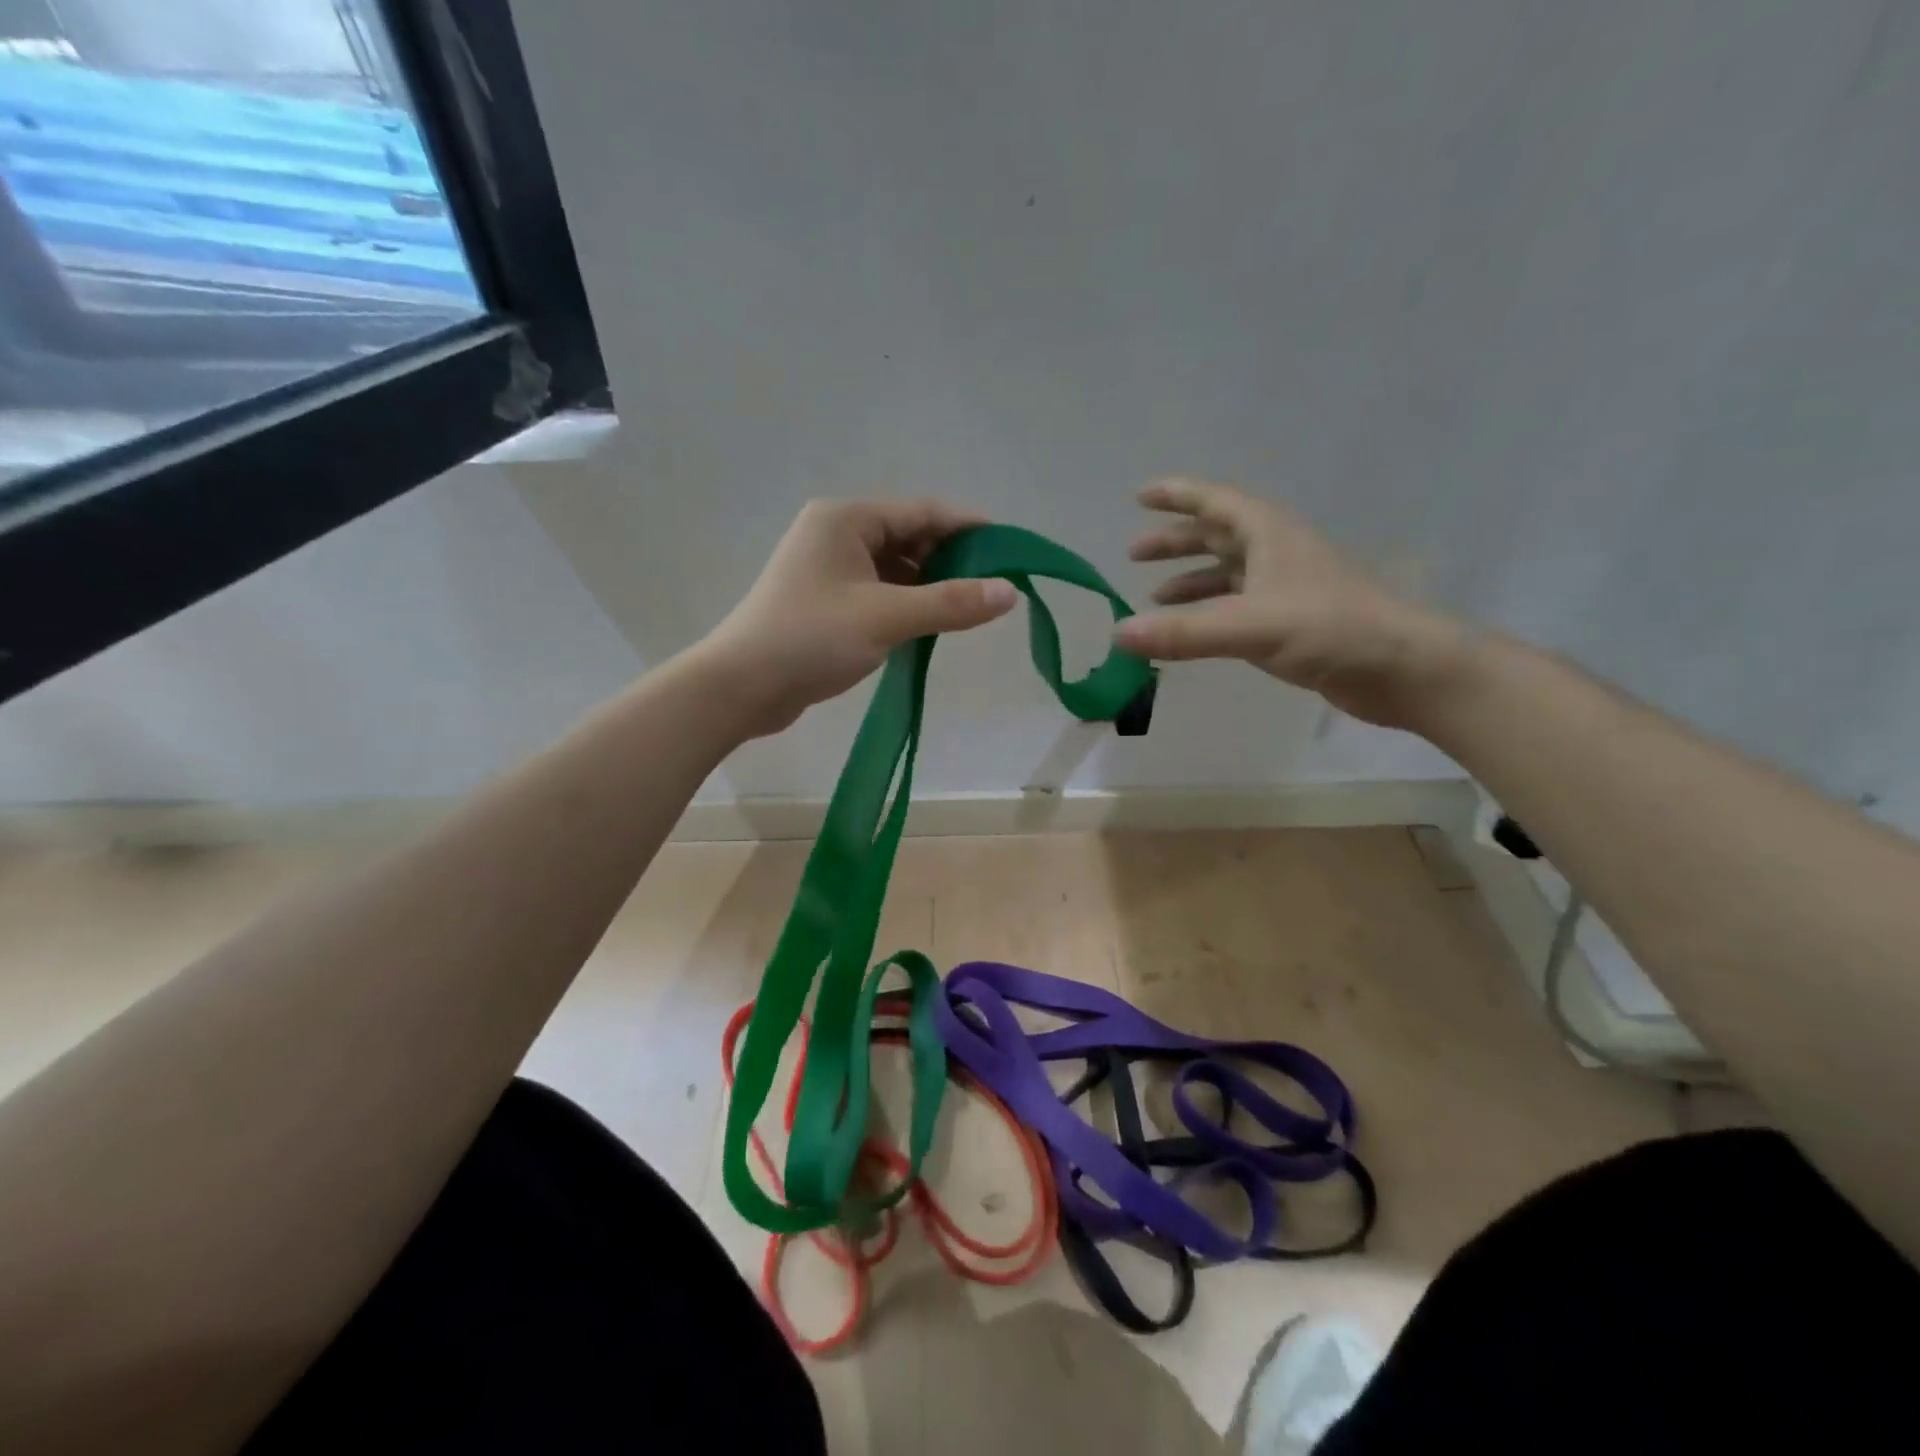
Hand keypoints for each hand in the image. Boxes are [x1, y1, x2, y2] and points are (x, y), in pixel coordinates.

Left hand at [700, 498, 1019, 736]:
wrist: (741, 686)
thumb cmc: (811, 638)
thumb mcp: (887, 617)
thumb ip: (951, 604)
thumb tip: (1010, 592)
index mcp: (846, 518)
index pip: (922, 511)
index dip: (969, 528)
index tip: (1010, 549)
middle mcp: (836, 534)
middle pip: (909, 537)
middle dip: (950, 560)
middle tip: (991, 587)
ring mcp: (828, 569)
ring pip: (894, 568)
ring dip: (928, 586)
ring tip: (965, 610)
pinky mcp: (825, 602)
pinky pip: (878, 592)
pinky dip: (905, 604)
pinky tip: (928, 626)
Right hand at [1114, 478, 1464, 729]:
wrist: (1400, 668)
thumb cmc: (1330, 629)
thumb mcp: (1250, 626)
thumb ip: (1183, 632)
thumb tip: (1119, 634)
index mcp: (1268, 534)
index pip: (1215, 502)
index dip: (1177, 496)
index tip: (1140, 495)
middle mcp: (1275, 553)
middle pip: (1217, 535)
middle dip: (1176, 542)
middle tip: (1134, 553)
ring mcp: (1284, 588)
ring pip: (1227, 573)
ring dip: (1190, 580)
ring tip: (1153, 597)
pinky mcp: (1290, 622)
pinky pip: (1236, 607)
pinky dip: (1209, 613)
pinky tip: (1192, 632)